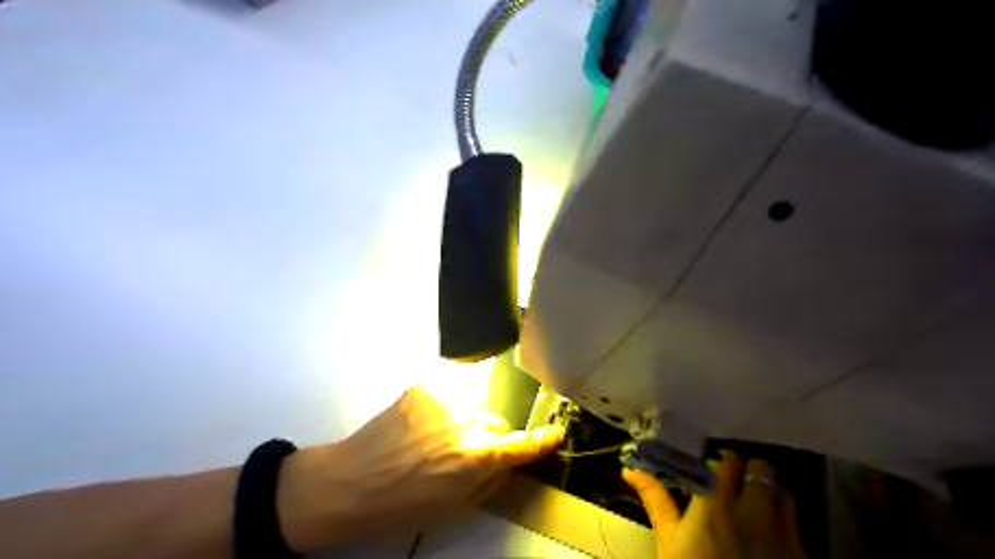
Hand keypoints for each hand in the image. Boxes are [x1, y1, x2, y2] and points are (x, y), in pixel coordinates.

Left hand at [274, 386, 561, 552]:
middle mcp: (467, 421)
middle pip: (496, 422)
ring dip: (464, 420)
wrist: (352, 482)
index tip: (557, 432)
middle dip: (487, 436)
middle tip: (464, 453)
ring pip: (472, 405)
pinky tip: (420, 423)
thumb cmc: (404, 505)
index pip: (523, 444)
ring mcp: (445, 398)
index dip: (543, 440)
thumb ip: (490, 479)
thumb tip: (507, 460)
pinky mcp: (425, 386)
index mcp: (477, 457)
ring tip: (436, 437)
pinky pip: (447, 394)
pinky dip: (442, 407)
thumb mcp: (456, 506)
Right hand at [624, 451, 812, 556]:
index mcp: (716, 506)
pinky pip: (798, 527)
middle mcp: (754, 513)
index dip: (722, 461)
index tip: (713, 468)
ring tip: (756, 506)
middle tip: (735, 484)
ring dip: (770, 492)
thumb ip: (655, 499)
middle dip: (748, 471)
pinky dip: (786, 524)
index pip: (728, 462)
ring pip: (784, 493)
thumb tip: (630, 468)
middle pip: (761, 469)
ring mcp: (784, 537)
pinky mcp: (804, 558)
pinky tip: (770, 539)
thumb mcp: (668, 541)